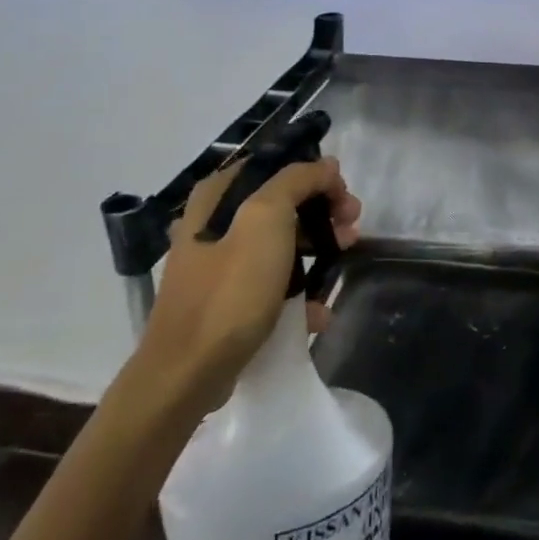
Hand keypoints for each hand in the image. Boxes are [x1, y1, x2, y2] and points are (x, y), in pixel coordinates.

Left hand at [135, 155, 361, 418]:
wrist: (188, 374)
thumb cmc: (230, 291)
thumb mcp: (266, 219)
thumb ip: (298, 181)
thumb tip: (325, 165)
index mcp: (217, 196)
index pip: (277, 166)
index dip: (316, 176)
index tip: (343, 199)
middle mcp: (213, 223)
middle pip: (282, 204)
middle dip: (322, 214)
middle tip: (351, 231)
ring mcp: (218, 264)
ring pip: (280, 243)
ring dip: (317, 250)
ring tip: (341, 266)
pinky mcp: (226, 300)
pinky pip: (271, 283)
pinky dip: (297, 291)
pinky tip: (318, 310)